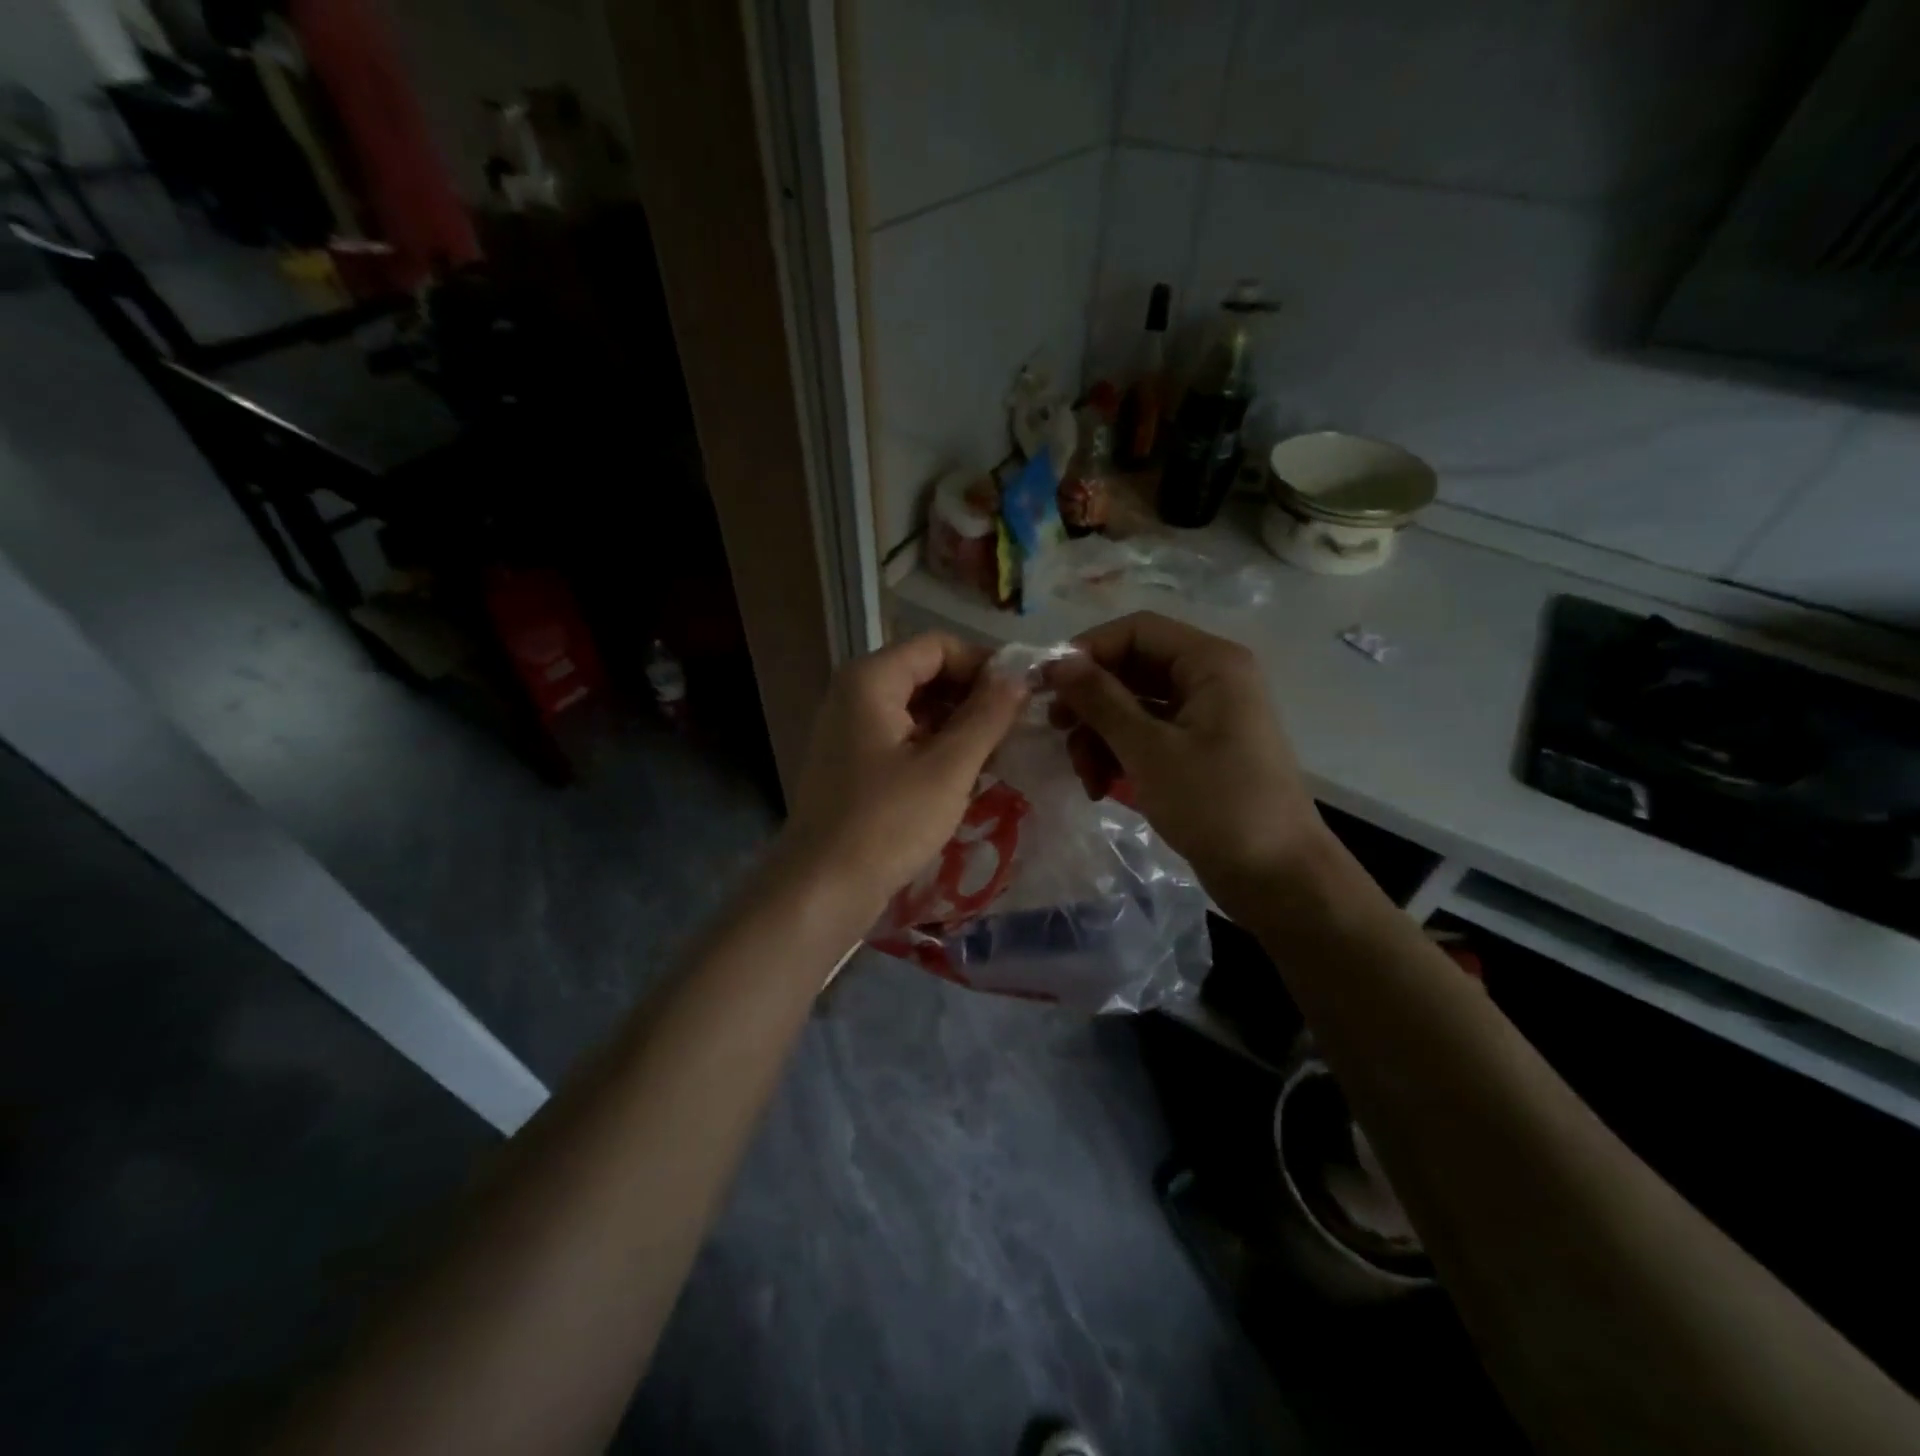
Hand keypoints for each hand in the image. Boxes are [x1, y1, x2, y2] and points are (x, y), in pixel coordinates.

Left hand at [782, 632, 1029, 911]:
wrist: (822, 889)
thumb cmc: (888, 822)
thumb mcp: (948, 768)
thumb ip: (987, 717)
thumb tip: (1018, 679)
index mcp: (871, 680)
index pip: (937, 646)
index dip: (983, 664)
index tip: (1021, 696)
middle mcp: (854, 694)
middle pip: (924, 674)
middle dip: (972, 696)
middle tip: (1013, 730)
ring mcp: (849, 730)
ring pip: (915, 708)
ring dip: (957, 725)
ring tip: (996, 756)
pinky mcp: (852, 763)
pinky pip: (901, 737)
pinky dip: (934, 747)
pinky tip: (963, 775)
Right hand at [1046, 611, 1330, 920]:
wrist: (1278, 878)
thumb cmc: (1215, 804)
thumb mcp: (1148, 750)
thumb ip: (1100, 700)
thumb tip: (1057, 662)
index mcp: (1210, 663)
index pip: (1136, 630)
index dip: (1088, 651)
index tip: (1047, 686)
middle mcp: (1210, 679)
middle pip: (1132, 669)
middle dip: (1091, 703)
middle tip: (1058, 732)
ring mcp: (1205, 717)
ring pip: (1134, 706)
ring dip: (1100, 736)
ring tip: (1086, 778)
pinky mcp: (1198, 752)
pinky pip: (1147, 736)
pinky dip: (1120, 756)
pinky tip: (1102, 788)